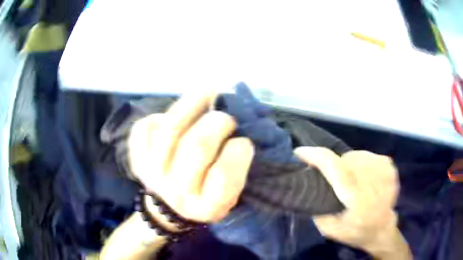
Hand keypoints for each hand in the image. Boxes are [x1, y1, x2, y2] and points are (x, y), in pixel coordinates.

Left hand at [128, 92, 253, 222]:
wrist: (168, 209)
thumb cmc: (205, 198)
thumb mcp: (230, 195)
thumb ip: (237, 167)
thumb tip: (241, 128)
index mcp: (207, 206)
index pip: (223, 175)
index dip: (238, 152)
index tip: (244, 141)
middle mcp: (177, 191)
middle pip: (197, 146)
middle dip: (218, 123)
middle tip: (225, 118)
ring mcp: (152, 173)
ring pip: (170, 129)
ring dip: (192, 103)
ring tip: (208, 90)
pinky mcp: (137, 159)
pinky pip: (145, 128)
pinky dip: (159, 117)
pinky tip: (172, 118)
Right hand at [295, 148, 410, 258]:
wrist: (382, 229)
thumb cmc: (356, 232)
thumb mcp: (329, 229)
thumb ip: (317, 208)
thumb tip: (309, 186)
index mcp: (357, 197)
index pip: (336, 167)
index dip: (316, 156)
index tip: (300, 153)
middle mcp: (372, 179)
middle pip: (344, 159)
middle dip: (333, 165)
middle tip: (332, 181)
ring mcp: (383, 169)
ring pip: (355, 155)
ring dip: (347, 164)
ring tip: (349, 180)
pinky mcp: (389, 165)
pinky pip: (367, 156)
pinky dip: (361, 164)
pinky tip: (363, 177)